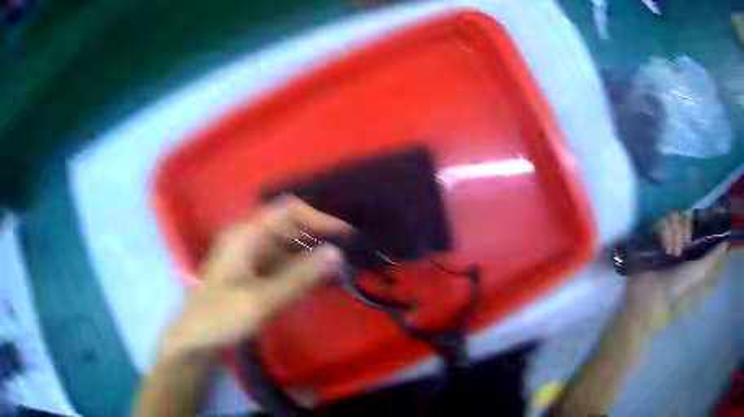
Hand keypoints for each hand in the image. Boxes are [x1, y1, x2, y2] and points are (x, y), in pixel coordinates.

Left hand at [157, 197, 350, 360]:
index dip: (318, 218)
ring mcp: (250, 255)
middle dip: (319, 236)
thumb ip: (299, 277)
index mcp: (246, 235)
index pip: (288, 210)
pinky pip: (282, 263)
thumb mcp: (261, 301)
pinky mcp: (253, 272)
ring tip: (340, 269)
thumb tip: (336, 253)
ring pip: (288, 245)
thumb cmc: (220, 317)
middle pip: (289, 225)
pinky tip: (318, 282)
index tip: (345, 236)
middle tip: (348, 255)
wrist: (194, 337)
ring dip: (312, 254)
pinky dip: (302, 269)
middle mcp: (249, 238)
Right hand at [626, 211, 727, 327]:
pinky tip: (663, 248)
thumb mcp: (700, 271)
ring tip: (671, 253)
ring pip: (672, 215)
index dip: (696, 221)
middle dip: (684, 230)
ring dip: (673, 234)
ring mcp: (663, 235)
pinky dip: (663, 234)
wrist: (652, 295)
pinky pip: (659, 220)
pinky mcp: (651, 234)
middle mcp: (677, 236)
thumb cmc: (678, 286)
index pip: (694, 218)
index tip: (696, 229)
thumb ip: (713, 256)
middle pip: (683, 214)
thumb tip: (727, 241)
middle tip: (681, 248)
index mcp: (689, 244)